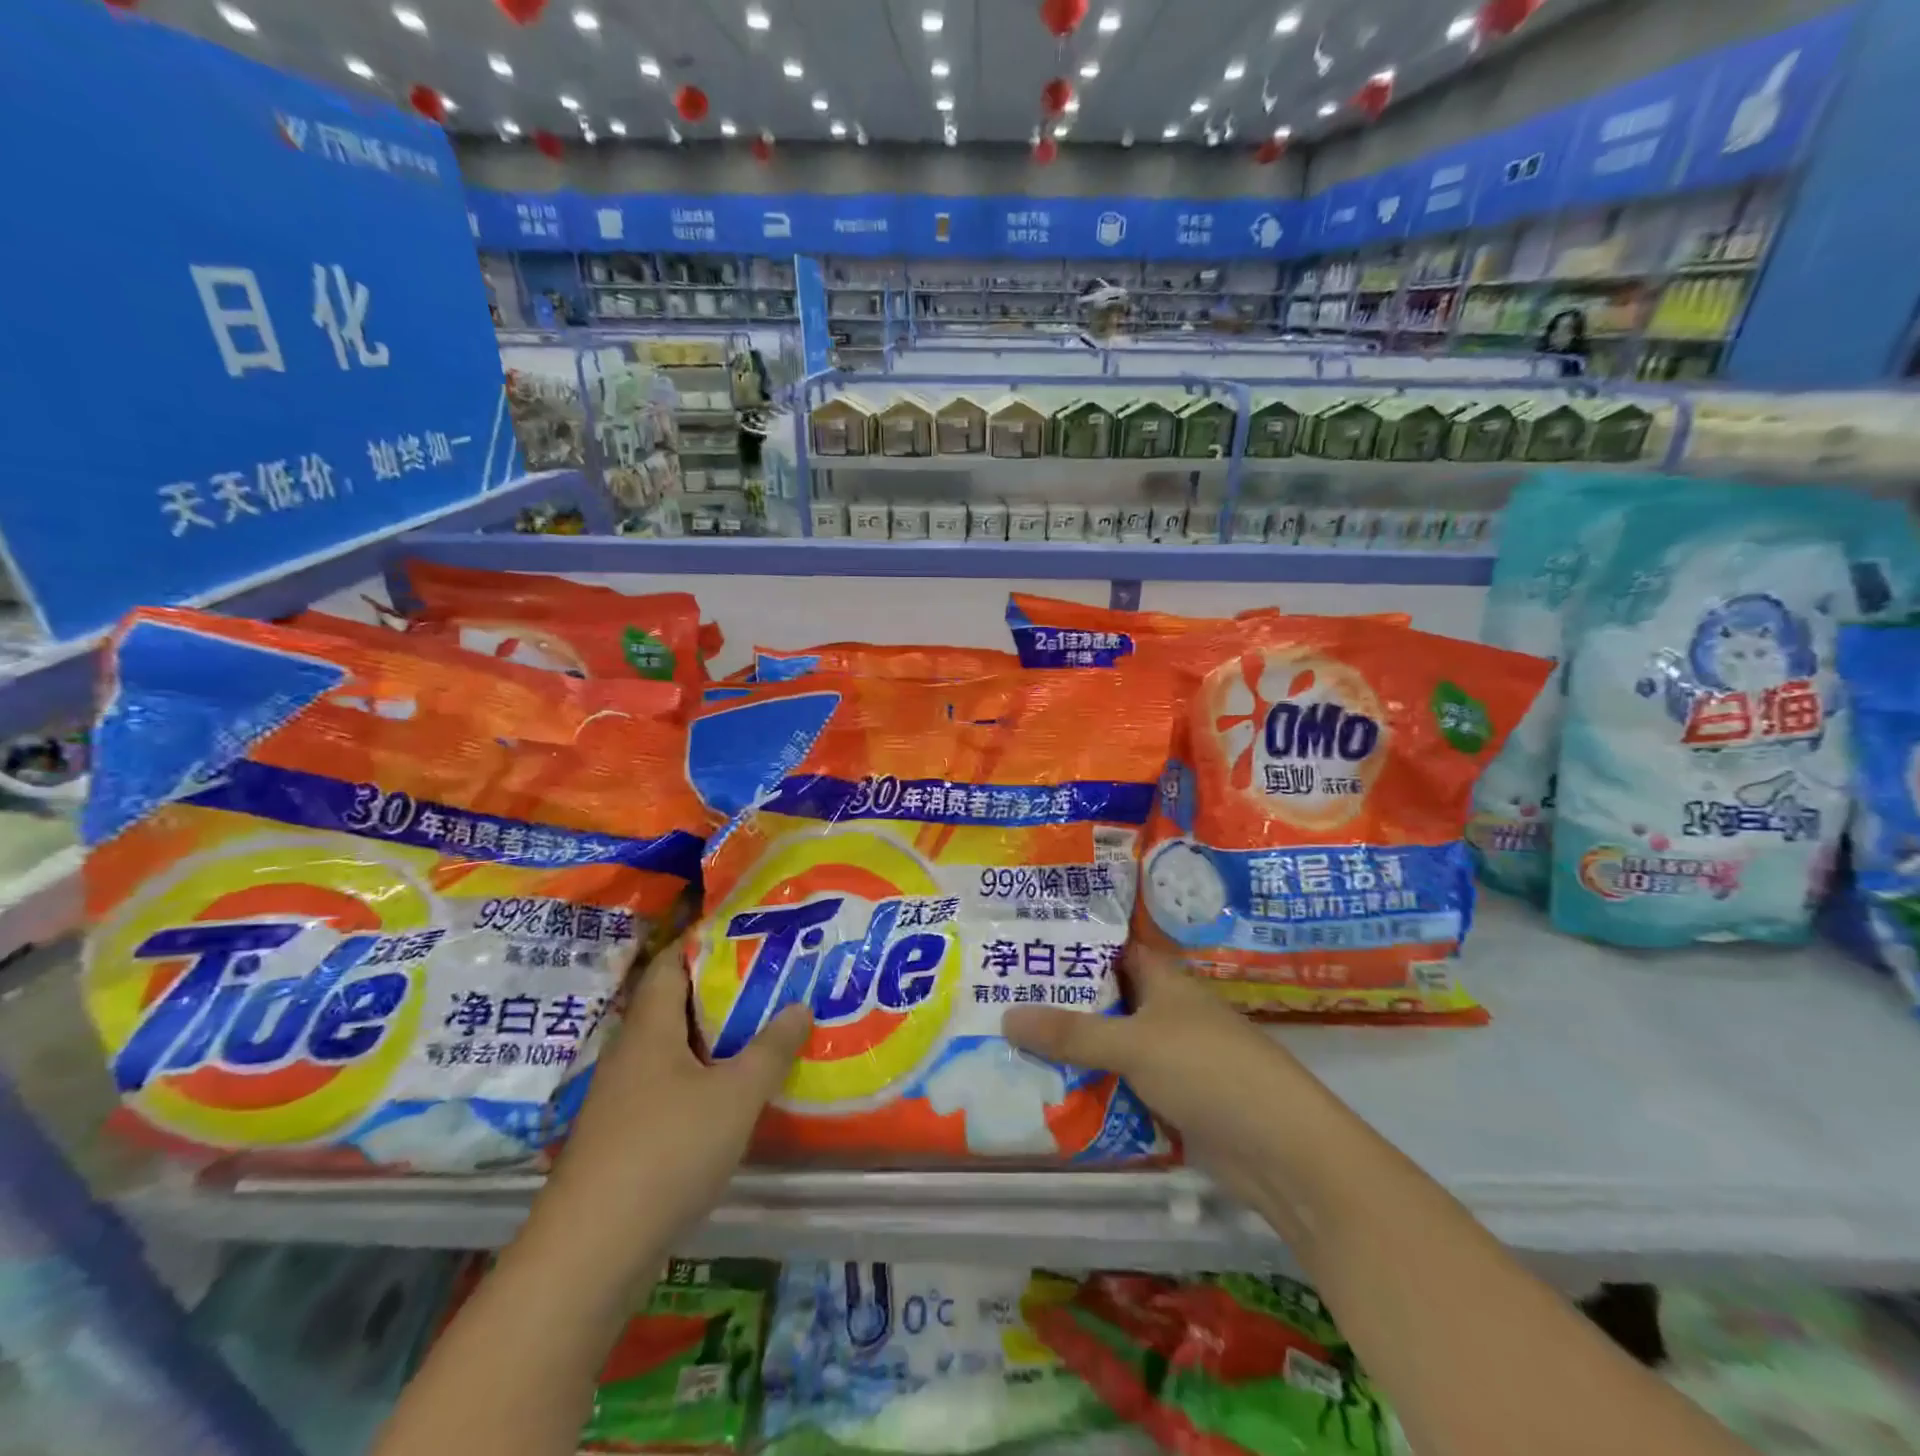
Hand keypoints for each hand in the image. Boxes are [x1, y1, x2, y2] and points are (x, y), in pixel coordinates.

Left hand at [541, 936, 812, 1252]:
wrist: (591, 1253)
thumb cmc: (667, 1151)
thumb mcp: (735, 1095)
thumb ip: (771, 1049)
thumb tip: (800, 1006)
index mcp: (648, 1029)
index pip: (669, 964)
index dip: (702, 943)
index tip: (746, 933)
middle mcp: (629, 1055)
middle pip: (673, 1006)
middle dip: (719, 991)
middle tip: (770, 980)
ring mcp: (622, 1100)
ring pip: (673, 1051)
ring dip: (713, 1039)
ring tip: (761, 1030)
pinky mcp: (624, 1139)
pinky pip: (669, 1088)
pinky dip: (701, 1079)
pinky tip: (733, 1094)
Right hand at [1003, 944, 1324, 1190]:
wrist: (1282, 1151)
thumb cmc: (1209, 1071)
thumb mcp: (1134, 1044)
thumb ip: (1071, 1033)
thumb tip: (1006, 1016)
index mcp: (1166, 982)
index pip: (1114, 951)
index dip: (1076, 946)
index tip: (1027, 946)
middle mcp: (1168, 1014)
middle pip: (1108, 1001)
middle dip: (1062, 1004)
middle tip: (1002, 999)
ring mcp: (1172, 1060)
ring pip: (1112, 1048)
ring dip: (1074, 1052)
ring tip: (1011, 1046)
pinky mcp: (1174, 1103)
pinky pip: (1123, 1088)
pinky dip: (1095, 1091)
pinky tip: (1051, 1095)